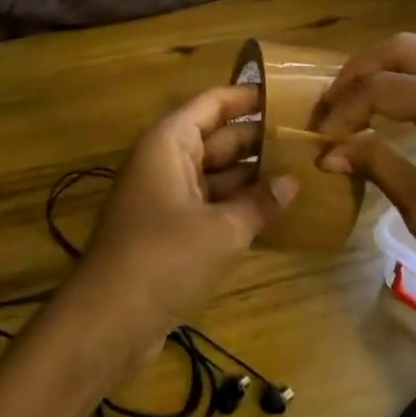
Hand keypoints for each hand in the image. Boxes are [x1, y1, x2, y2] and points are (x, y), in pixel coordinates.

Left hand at [48, 85, 297, 384]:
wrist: (108, 321)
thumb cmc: (164, 258)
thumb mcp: (222, 229)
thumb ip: (260, 202)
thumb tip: (292, 181)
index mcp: (169, 144)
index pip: (212, 104)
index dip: (247, 96)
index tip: (288, 95)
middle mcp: (165, 162)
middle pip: (217, 138)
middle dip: (258, 139)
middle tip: (307, 139)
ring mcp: (165, 197)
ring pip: (216, 174)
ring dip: (252, 176)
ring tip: (302, 172)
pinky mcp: (169, 231)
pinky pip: (209, 205)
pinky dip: (237, 206)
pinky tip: (275, 213)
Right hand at [311, 33, 415, 349]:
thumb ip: (380, 168)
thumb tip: (331, 151)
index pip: (381, 88)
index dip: (342, 109)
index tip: (320, 138)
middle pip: (403, 48)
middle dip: (359, 72)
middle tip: (333, 108)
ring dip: (393, 64)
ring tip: (366, 100)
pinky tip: (412, 104)